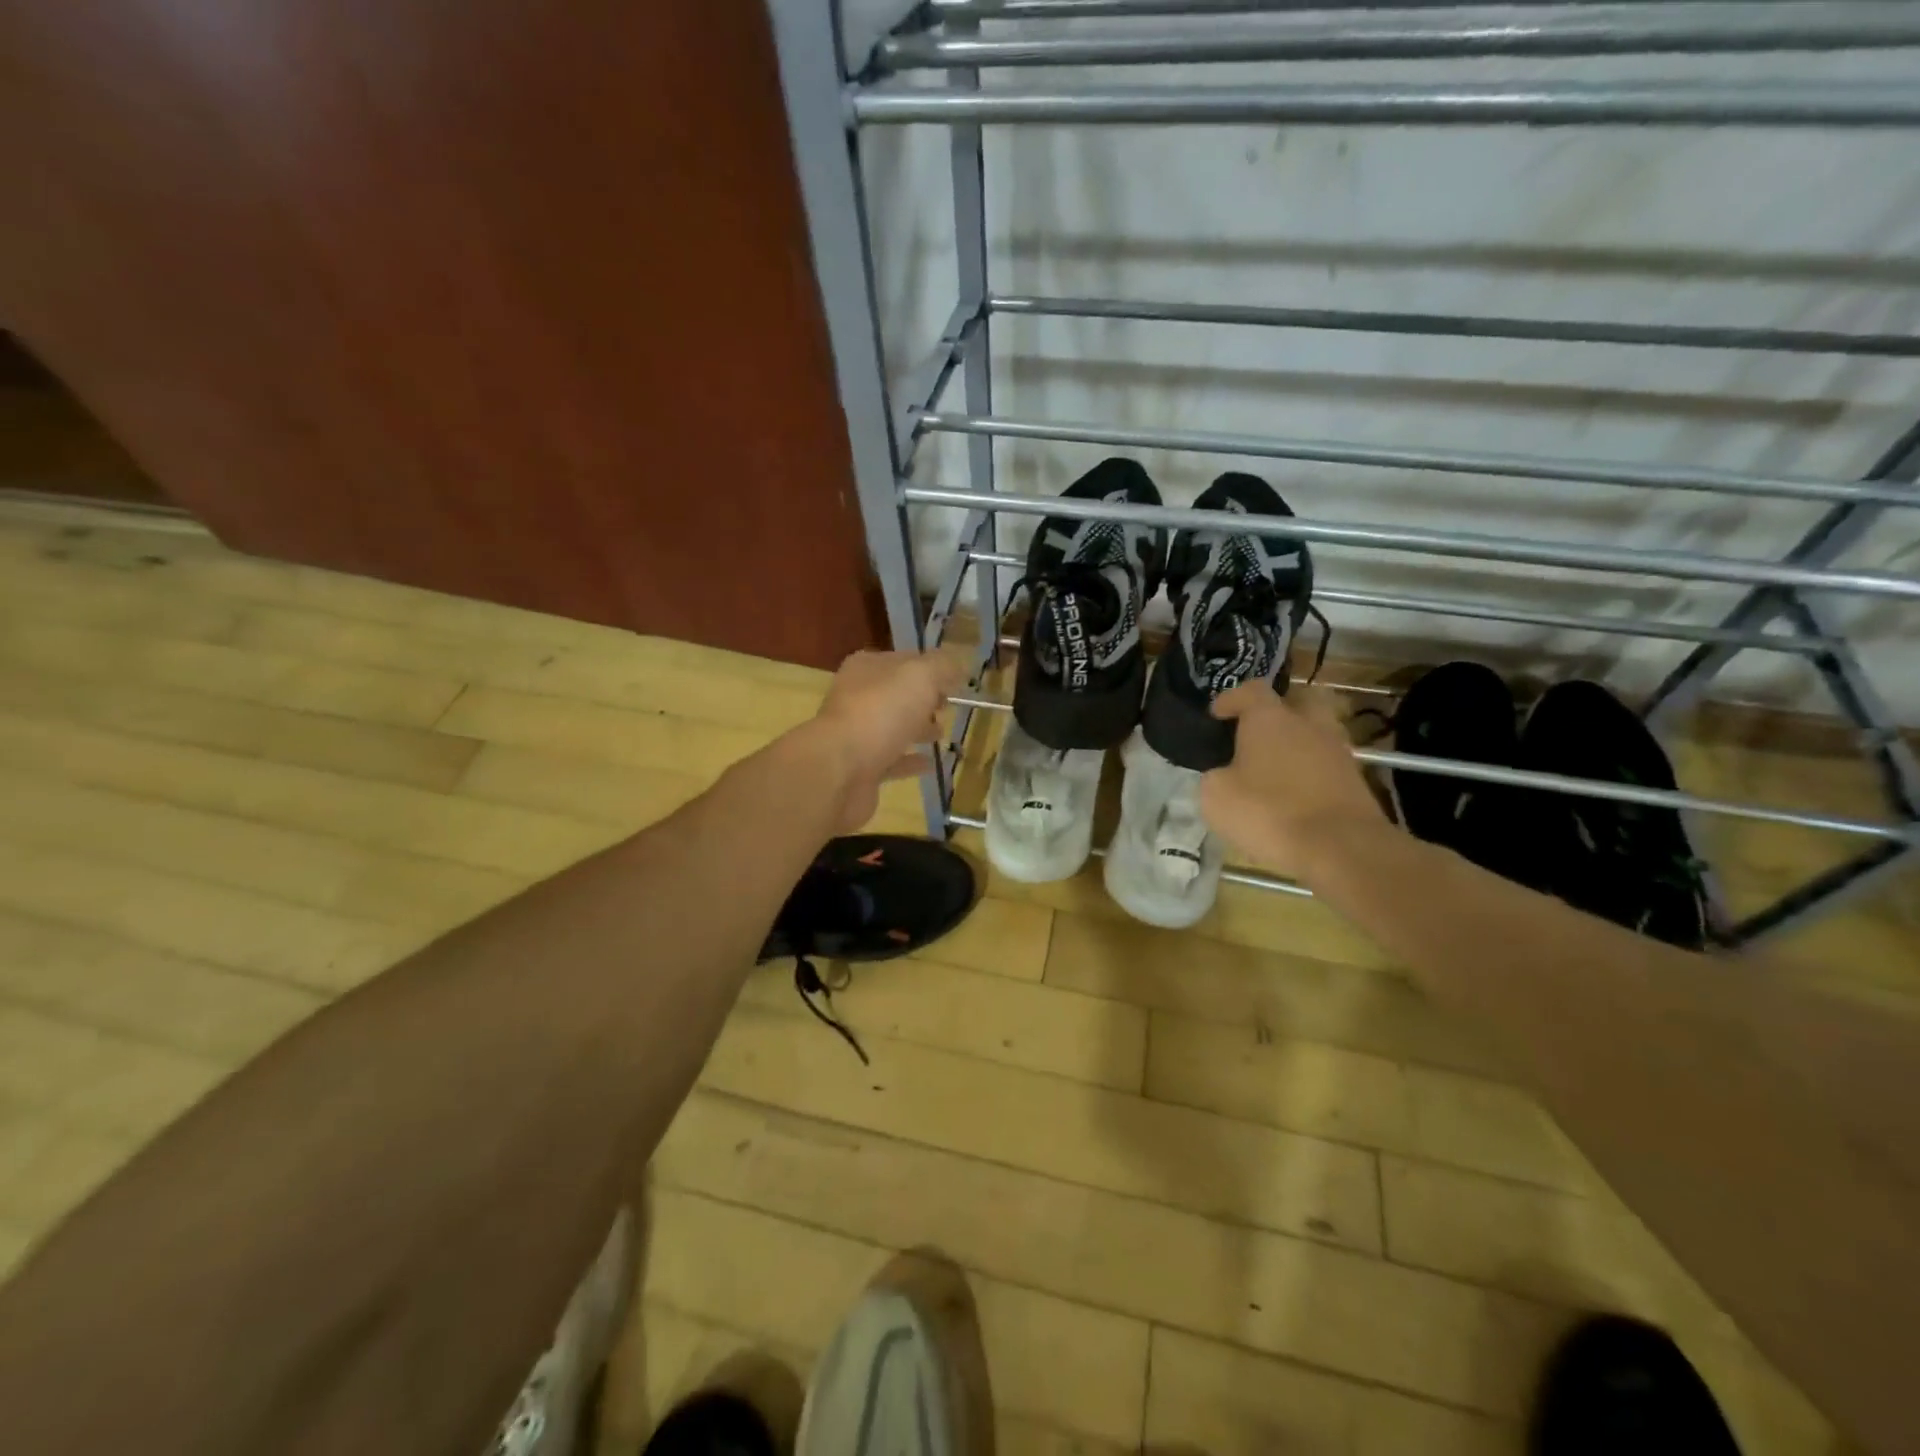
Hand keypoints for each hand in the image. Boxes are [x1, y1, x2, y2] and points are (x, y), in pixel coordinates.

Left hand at [808, 648, 965, 832]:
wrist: (840, 770)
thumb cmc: (880, 713)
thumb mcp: (920, 677)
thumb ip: (942, 666)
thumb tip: (960, 663)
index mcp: (866, 669)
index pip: (903, 660)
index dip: (929, 667)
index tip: (955, 680)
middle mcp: (857, 698)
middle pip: (896, 694)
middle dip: (923, 699)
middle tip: (948, 706)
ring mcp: (857, 735)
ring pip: (892, 727)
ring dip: (917, 728)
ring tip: (942, 733)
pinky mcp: (861, 769)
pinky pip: (891, 761)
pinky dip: (910, 761)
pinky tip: (930, 763)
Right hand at [1199, 683, 1387, 882]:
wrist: (1340, 847)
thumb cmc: (1268, 811)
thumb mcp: (1216, 797)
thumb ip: (1214, 776)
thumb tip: (1223, 775)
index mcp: (1270, 718)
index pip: (1251, 690)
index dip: (1231, 698)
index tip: (1217, 714)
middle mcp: (1308, 724)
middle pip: (1299, 699)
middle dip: (1279, 709)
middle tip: (1258, 730)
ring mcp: (1337, 751)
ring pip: (1317, 732)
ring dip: (1298, 742)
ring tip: (1276, 766)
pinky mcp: (1355, 781)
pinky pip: (1326, 764)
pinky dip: (1310, 771)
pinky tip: (1294, 792)